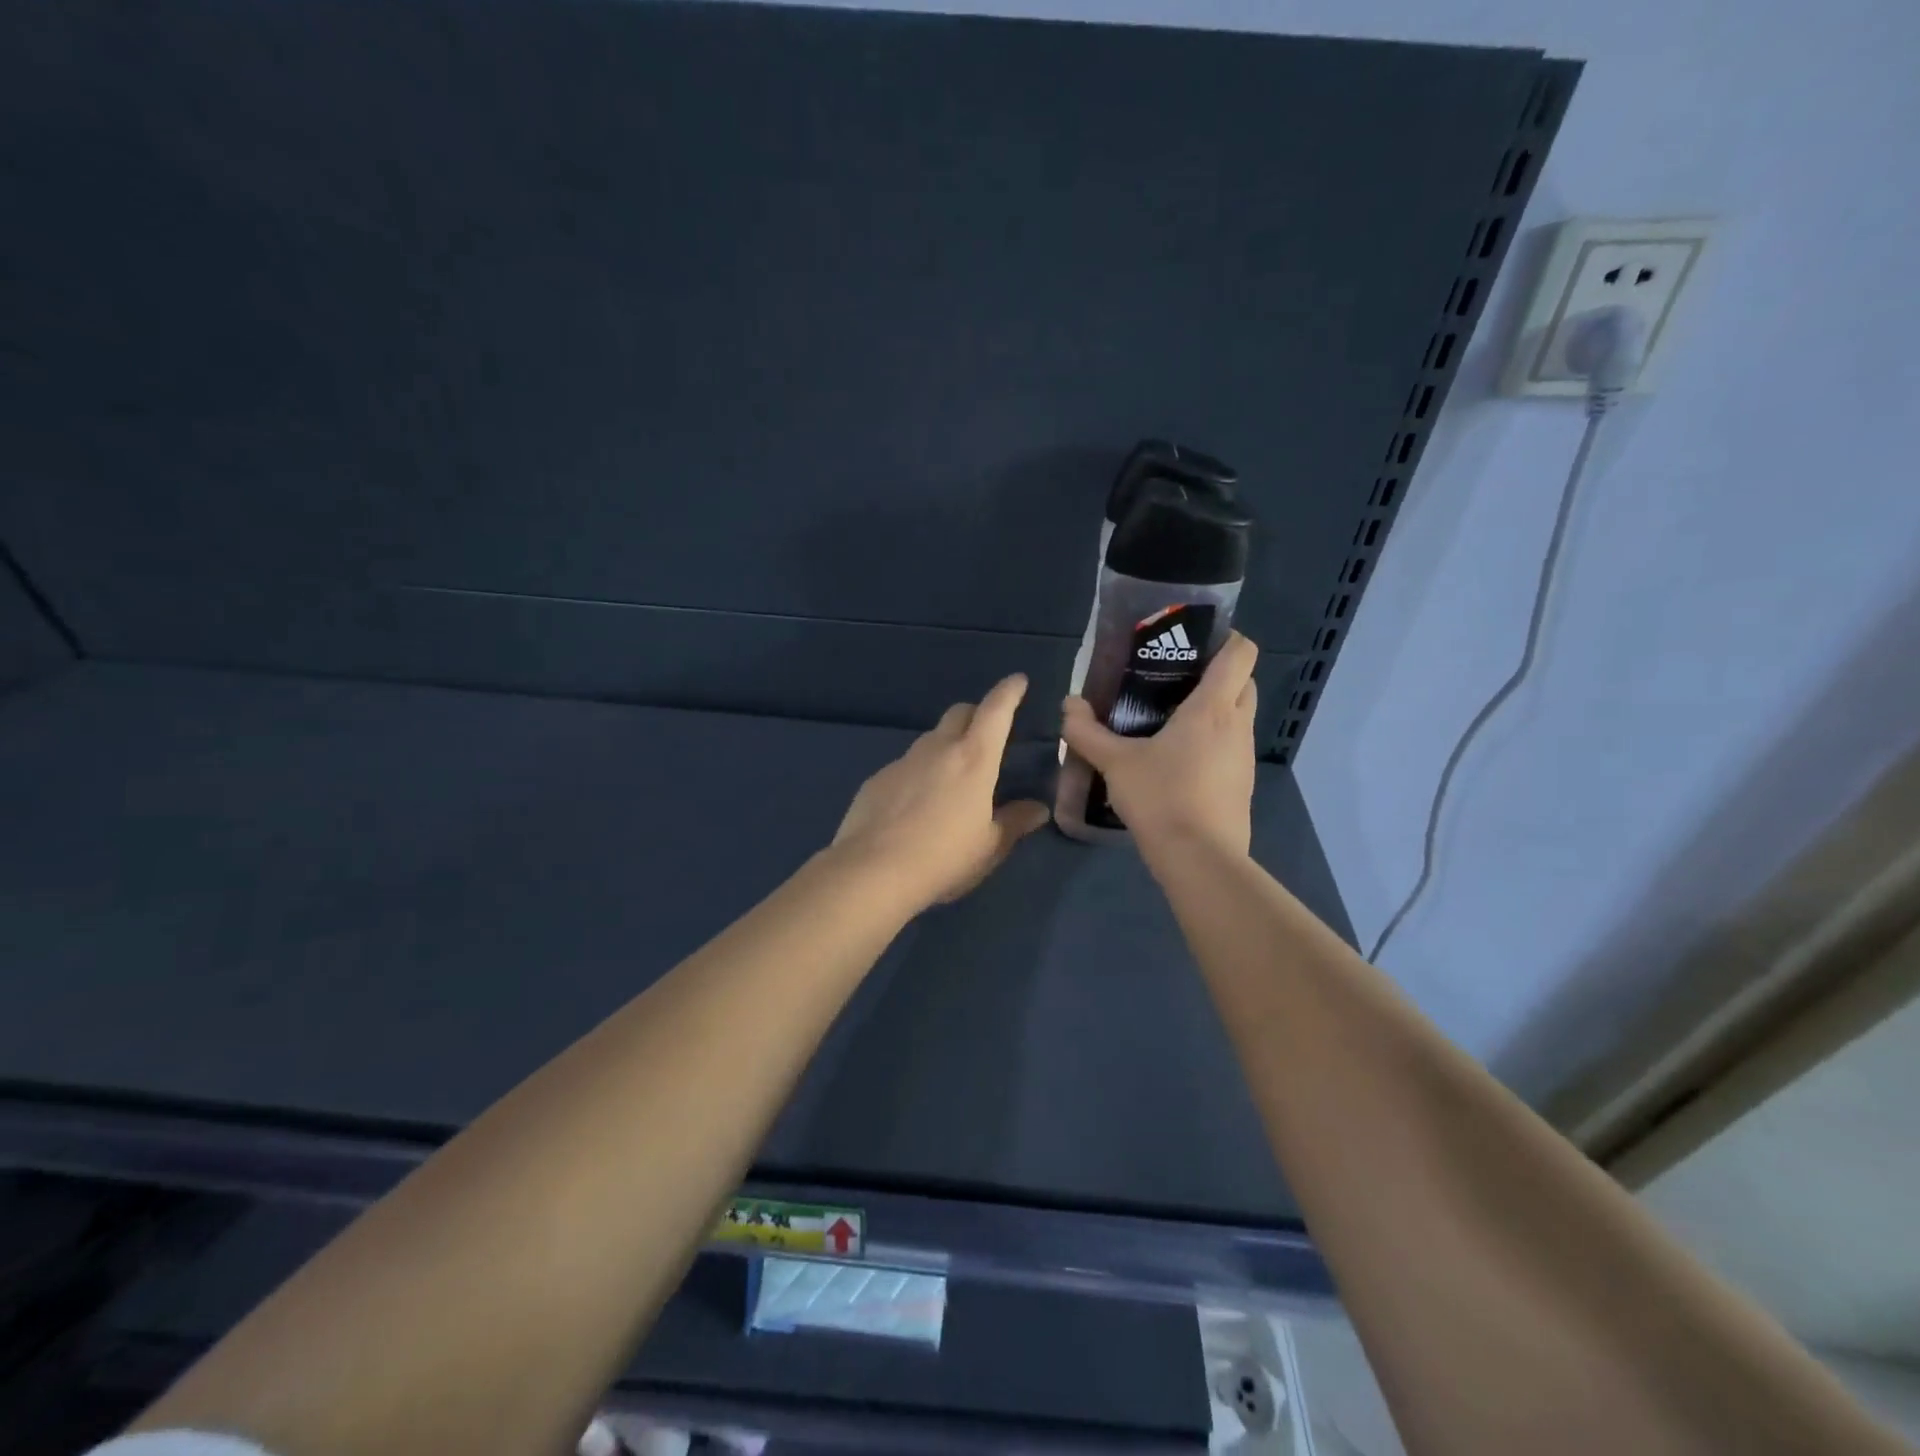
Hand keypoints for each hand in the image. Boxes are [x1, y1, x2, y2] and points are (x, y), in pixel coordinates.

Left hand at [832, 674, 1050, 911]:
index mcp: (974, 759)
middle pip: (960, 713)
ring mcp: (903, 761)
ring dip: (946, 746)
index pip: (995, 710)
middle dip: (977, 715)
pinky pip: (906, 766)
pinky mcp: (877, 779)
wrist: (872, 872)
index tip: (1018, 681)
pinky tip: (916, 805)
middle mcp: (938, 749)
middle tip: (988, 736)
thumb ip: (1014, 822)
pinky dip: (919, 773)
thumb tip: (1038, 809)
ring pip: (931, 739)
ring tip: (952, 779)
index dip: (1009, 692)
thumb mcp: (989, 846)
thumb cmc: (944, 858)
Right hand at [1060, 632, 1258, 858]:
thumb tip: (1068, 705)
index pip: (1241, 653)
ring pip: (1238, 718)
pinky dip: (1212, 744)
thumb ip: (1086, 732)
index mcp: (1213, 708)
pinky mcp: (1242, 785)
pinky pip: (1231, 749)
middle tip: (1173, 681)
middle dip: (1217, 674)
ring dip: (1214, 711)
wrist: (1200, 860)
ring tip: (1169, 721)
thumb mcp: (1115, 763)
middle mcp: (1237, 726)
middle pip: (1243, 682)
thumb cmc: (1161, 798)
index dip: (1225, 638)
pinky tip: (1178, 762)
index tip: (1193, 642)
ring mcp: (1245, 758)